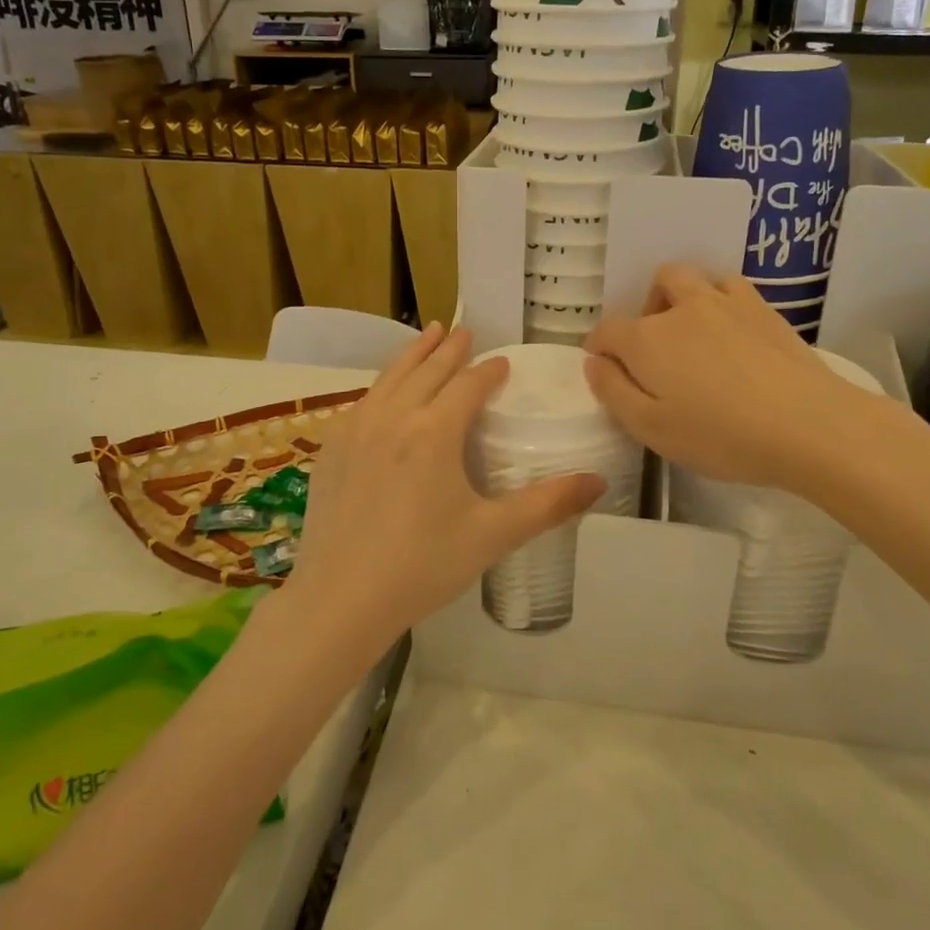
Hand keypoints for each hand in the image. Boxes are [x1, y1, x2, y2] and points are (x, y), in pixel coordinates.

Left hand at [285, 324, 604, 653]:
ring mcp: (355, 430)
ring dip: (412, 354)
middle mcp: (393, 417)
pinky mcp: (330, 450)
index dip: (488, 371)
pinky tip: (382, 393)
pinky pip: (362, 403)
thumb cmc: (423, 565)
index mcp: (434, 431)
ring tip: (427, 335)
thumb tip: (599, 482)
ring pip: (389, 378)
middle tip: (463, 330)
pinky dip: (381, 385)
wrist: (340, 598)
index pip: (468, 386)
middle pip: (426, 370)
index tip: (502, 362)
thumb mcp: (492, 535)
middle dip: (448, 349)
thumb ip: (547, 505)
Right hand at [584, 265, 864, 487]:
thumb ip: (614, 392)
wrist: (808, 425)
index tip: (605, 369)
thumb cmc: (720, 436)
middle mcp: (682, 309)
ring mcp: (726, 303)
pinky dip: (719, 299)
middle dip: (644, 311)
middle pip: (654, 286)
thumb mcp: (651, 428)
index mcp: (647, 340)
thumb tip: (594, 363)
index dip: (599, 348)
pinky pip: (730, 286)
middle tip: (654, 350)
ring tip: (691, 333)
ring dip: (681, 297)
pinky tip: (729, 329)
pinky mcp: (764, 310)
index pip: (607, 330)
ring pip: (692, 277)